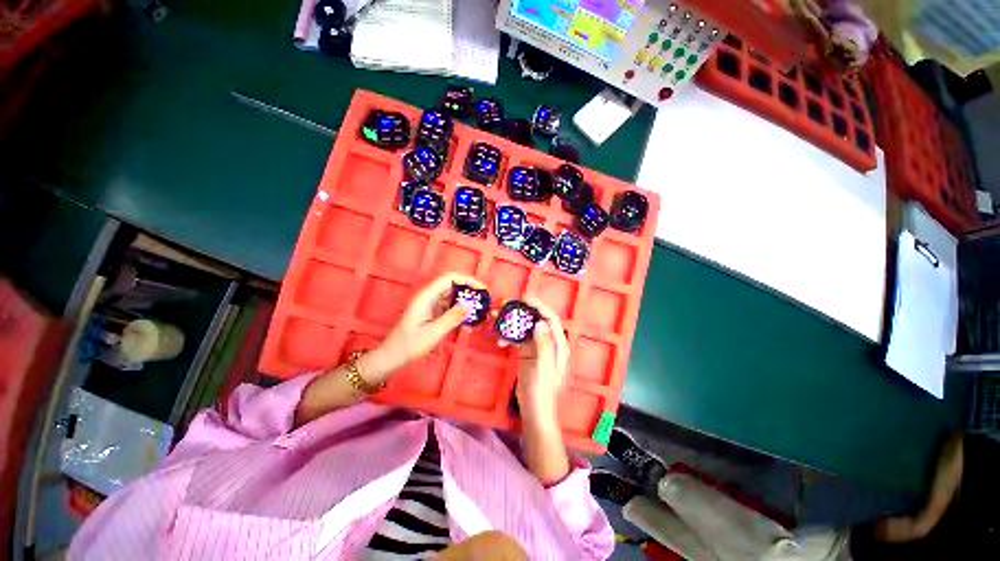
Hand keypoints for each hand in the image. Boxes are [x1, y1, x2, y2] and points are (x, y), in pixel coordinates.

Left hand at [363, 272, 484, 383]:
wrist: (392, 358)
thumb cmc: (409, 345)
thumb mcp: (433, 332)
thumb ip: (452, 318)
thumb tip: (470, 305)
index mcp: (426, 297)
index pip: (449, 279)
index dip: (466, 280)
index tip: (481, 288)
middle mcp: (428, 298)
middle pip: (452, 287)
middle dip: (468, 292)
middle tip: (483, 302)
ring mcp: (430, 307)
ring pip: (451, 299)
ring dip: (465, 304)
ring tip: (479, 313)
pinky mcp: (432, 315)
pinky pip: (449, 309)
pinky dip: (459, 314)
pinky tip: (468, 324)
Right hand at [506, 297, 569, 419]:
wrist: (535, 410)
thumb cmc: (542, 391)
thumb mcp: (543, 368)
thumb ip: (543, 345)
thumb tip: (539, 323)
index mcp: (557, 345)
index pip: (551, 319)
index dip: (540, 306)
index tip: (525, 298)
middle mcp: (548, 342)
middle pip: (536, 320)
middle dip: (522, 311)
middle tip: (506, 305)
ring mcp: (536, 347)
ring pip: (524, 328)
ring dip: (512, 322)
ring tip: (497, 317)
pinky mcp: (526, 353)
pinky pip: (517, 339)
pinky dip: (508, 337)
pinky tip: (499, 340)